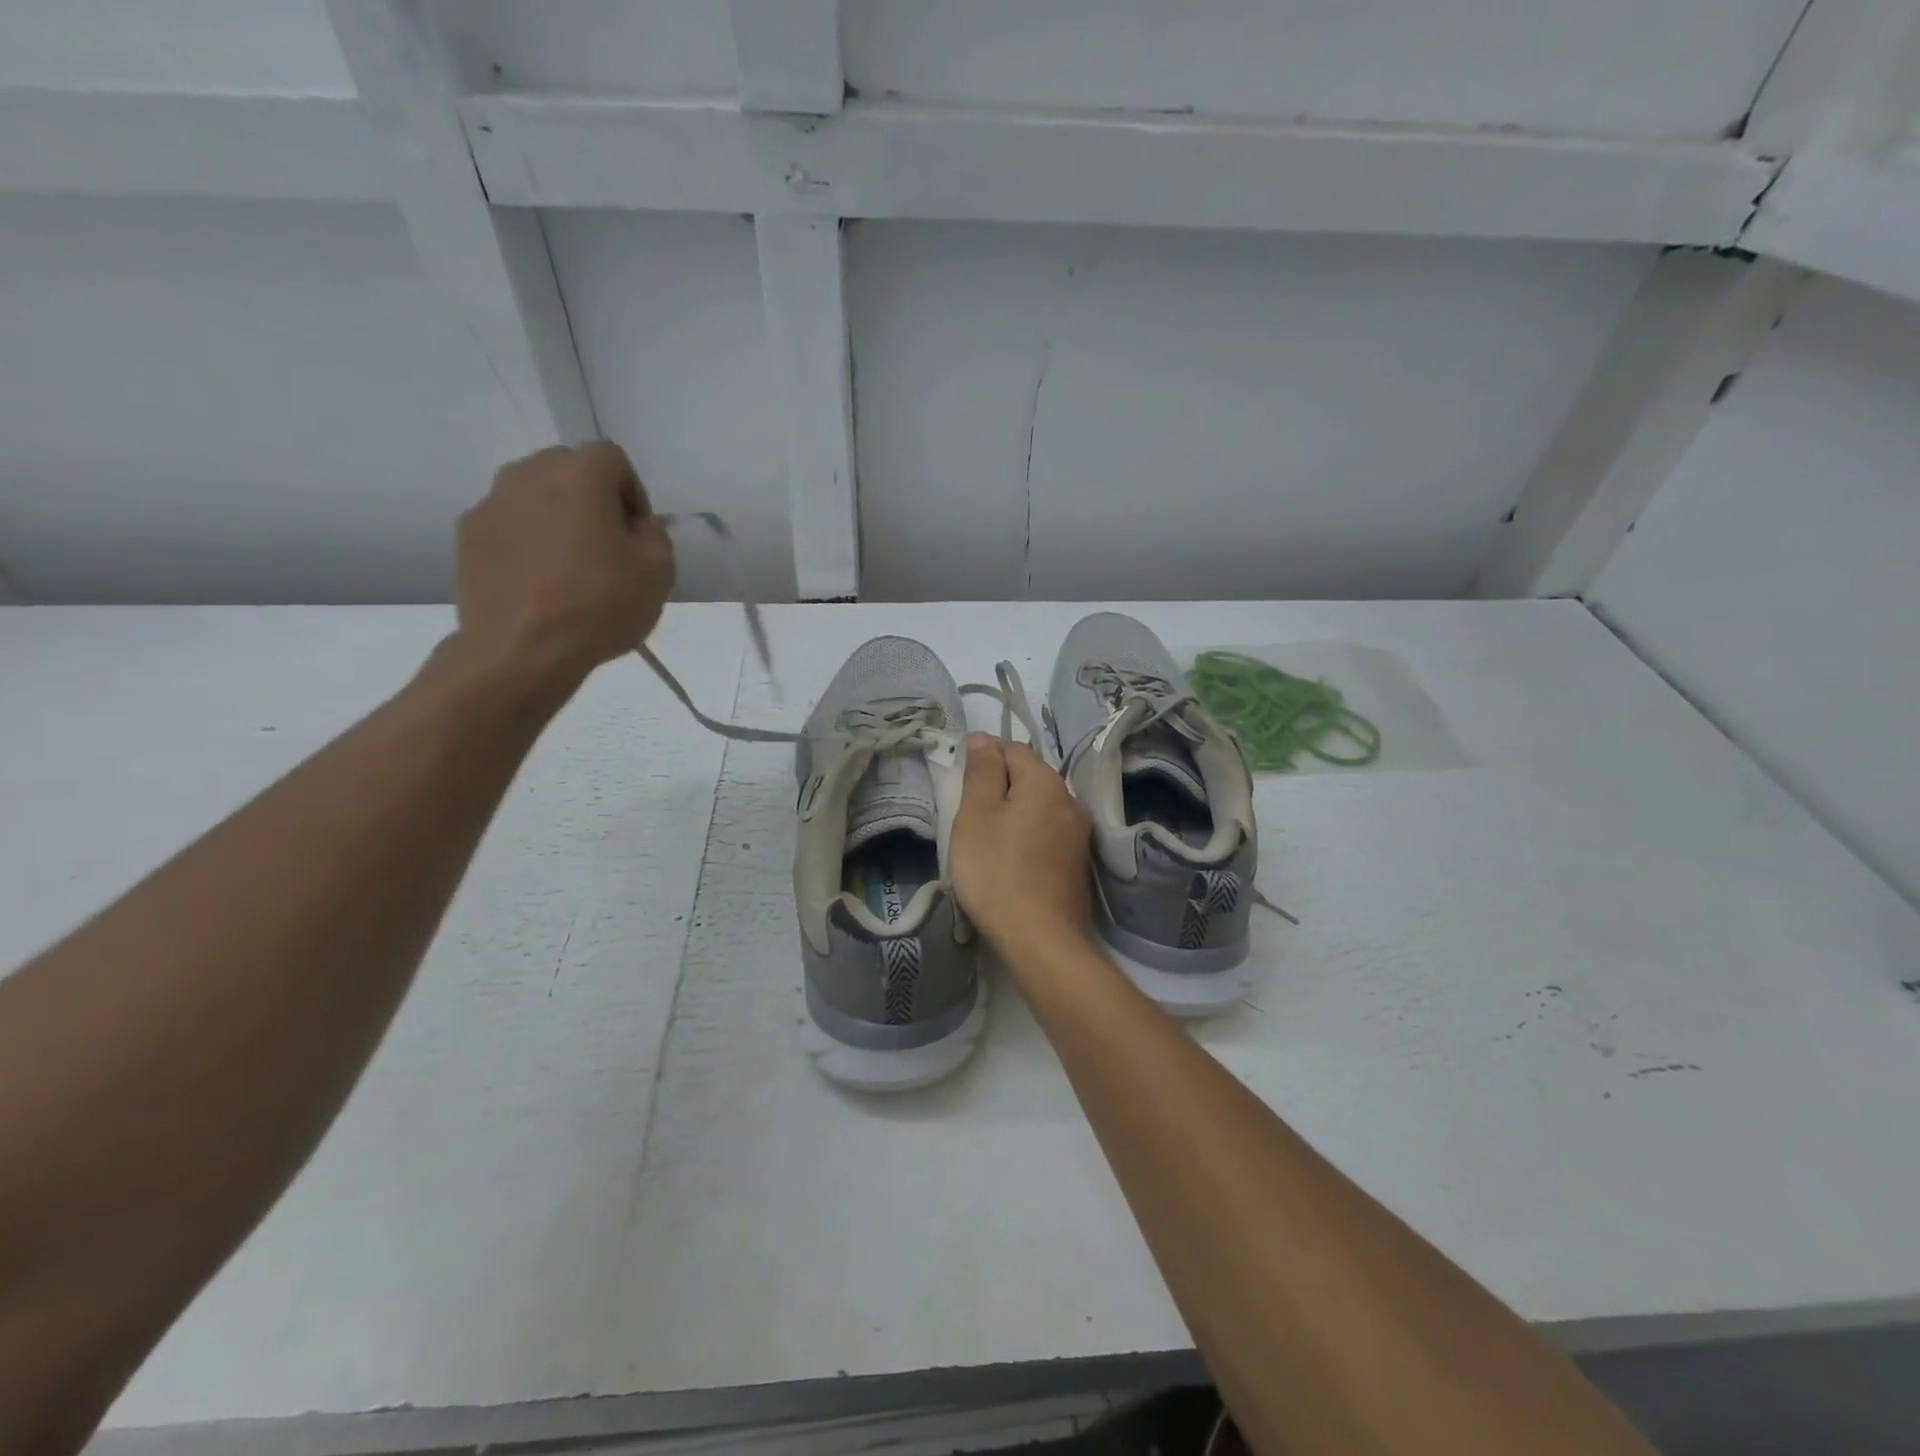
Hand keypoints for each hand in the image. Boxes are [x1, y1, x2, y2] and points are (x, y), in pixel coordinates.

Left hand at [450, 442, 675, 694]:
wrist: (521, 651)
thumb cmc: (599, 605)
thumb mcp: (658, 571)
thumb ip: (656, 534)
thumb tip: (640, 525)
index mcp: (578, 474)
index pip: (613, 458)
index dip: (633, 493)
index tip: (638, 534)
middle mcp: (527, 474)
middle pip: (569, 469)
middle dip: (593, 499)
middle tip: (609, 547)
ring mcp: (490, 503)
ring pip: (535, 496)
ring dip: (558, 519)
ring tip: (571, 568)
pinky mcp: (467, 536)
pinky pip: (509, 525)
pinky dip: (528, 541)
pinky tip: (540, 583)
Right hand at [949, 734, 1092, 960]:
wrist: (1041, 940)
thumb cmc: (997, 871)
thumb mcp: (976, 815)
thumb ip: (981, 771)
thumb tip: (983, 737)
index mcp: (1046, 781)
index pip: (1011, 749)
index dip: (982, 760)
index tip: (960, 787)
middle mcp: (1070, 800)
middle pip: (1028, 778)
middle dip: (998, 788)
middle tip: (968, 818)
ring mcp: (1079, 834)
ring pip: (1038, 807)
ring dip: (1012, 815)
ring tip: (986, 842)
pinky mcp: (1078, 863)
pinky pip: (1046, 834)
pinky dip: (1026, 837)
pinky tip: (1010, 861)